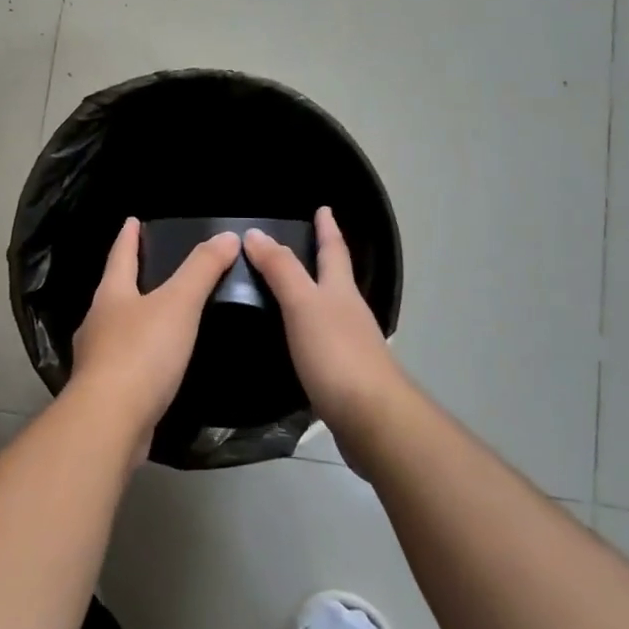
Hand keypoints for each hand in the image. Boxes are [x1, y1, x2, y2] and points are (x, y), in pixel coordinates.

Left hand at [67, 218, 240, 452]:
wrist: (110, 421)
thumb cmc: (142, 353)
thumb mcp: (179, 304)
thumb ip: (202, 270)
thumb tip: (226, 236)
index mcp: (111, 295)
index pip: (120, 256)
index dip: (128, 238)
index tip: (131, 221)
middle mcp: (97, 322)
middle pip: (113, 292)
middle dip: (129, 279)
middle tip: (150, 269)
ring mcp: (96, 359)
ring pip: (116, 329)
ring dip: (133, 320)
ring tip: (157, 317)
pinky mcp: (104, 391)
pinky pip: (124, 363)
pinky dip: (138, 356)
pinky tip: (154, 366)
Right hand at [244, 207, 408, 440]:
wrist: (373, 420)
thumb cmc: (336, 354)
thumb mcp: (303, 305)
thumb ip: (280, 270)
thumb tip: (256, 233)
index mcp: (341, 292)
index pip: (334, 251)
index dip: (327, 229)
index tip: (324, 209)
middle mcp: (349, 313)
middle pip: (336, 279)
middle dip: (324, 260)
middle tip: (303, 245)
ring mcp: (351, 346)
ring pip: (330, 310)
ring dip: (313, 296)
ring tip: (289, 291)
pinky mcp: (344, 376)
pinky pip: (322, 342)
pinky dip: (308, 331)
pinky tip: (294, 342)